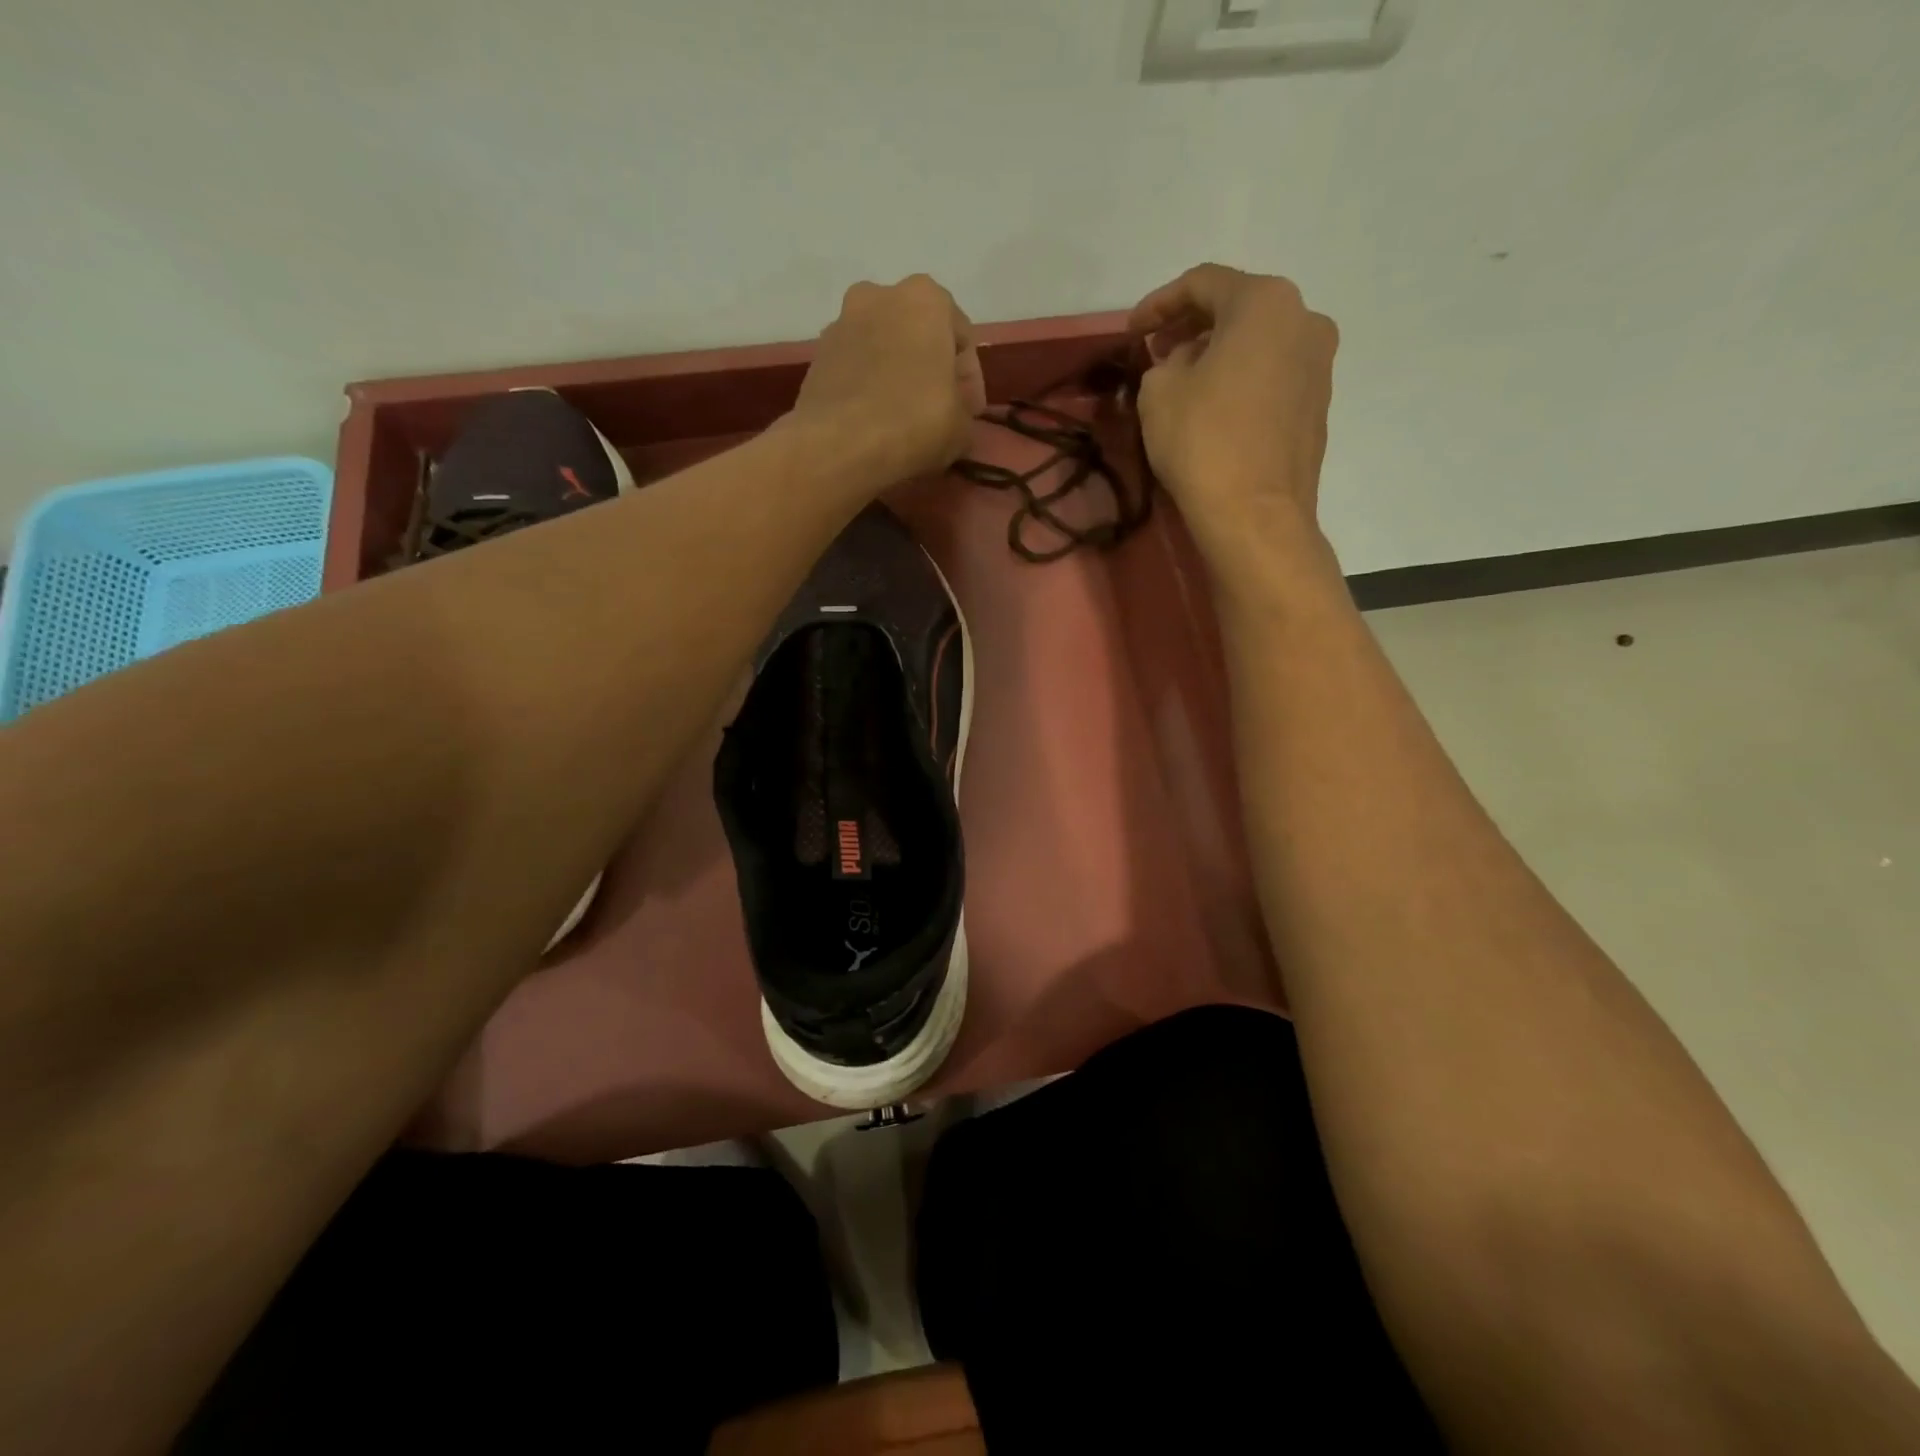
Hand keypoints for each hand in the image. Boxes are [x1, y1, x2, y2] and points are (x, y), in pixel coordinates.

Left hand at [789, 274, 986, 487]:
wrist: (839, 444)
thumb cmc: (914, 422)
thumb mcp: (962, 427)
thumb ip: (964, 412)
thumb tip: (954, 418)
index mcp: (926, 298)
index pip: (961, 336)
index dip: (970, 380)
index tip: (970, 412)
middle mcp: (880, 295)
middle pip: (918, 334)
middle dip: (930, 368)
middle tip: (939, 410)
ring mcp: (842, 322)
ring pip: (883, 348)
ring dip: (897, 375)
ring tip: (904, 417)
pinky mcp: (817, 356)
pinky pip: (855, 369)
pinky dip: (868, 387)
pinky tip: (875, 420)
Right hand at [1129, 264, 1338, 578]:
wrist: (1255, 514)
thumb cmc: (1202, 442)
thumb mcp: (1158, 392)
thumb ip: (1164, 361)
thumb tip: (1185, 362)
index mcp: (1264, 302)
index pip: (1203, 283)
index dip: (1159, 303)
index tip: (1131, 331)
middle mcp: (1304, 319)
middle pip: (1238, 308)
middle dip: (1192, 326)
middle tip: (1157, 352)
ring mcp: (1319, 364)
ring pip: (1259, 343)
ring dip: (1219, 353)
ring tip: (1184, 380)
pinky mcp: (1318, 404)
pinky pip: (1273, 375)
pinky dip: (1242, 379)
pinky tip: (1215, 406)